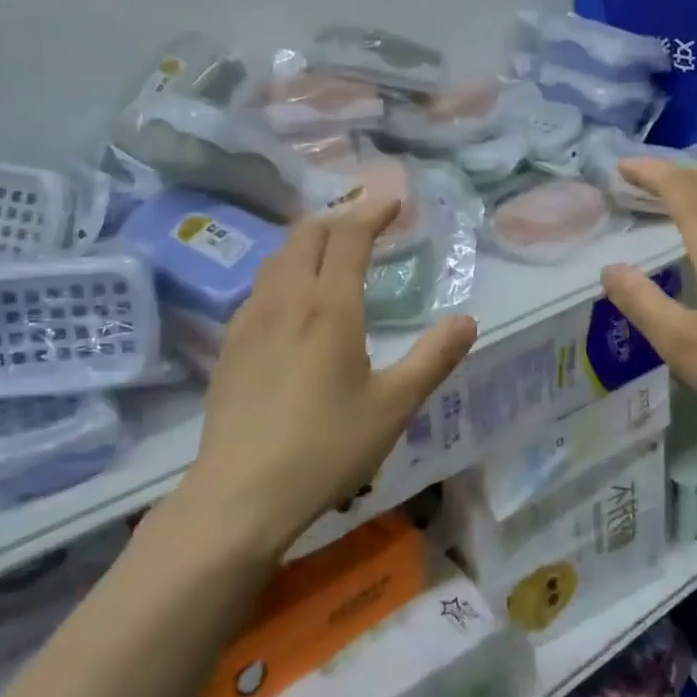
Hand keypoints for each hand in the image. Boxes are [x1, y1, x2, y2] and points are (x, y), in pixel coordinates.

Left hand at [182, 199, 476, 556]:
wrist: (241, 493)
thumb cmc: (326, 447)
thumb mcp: (394, 406)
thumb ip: (433, 358)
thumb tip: (467, 321)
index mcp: (329, 305)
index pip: (349, 237)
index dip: (372, 213)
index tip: (393, 203)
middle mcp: (285, 299)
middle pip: (306, 235)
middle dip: (338, 218)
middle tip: (365, 222)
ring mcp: (250, 320)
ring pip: (277, 257)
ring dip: (307, 242)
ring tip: (330, 251)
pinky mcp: (230, 345)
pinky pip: (260, 286)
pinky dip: (284, 271)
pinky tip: (291, 300)